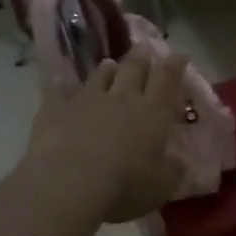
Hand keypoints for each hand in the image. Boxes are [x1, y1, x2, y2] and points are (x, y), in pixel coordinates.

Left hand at [23, 45, 190, 223]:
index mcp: (154, 113)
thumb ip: (173, 171)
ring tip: (110, 64)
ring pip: (100, 76)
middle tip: (145, 48)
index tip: (180, 53)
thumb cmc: (125, 187)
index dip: (175, 64)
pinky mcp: (55, 110)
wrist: (68, 185)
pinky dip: (60, 84)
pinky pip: (58, 91)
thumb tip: (179, 162)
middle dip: (142, 57)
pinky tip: (58, 79)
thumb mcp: (161, 187)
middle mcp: (122, 99)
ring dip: (107, 69)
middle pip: (134, 69)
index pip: (168, 79)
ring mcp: (86, 101)